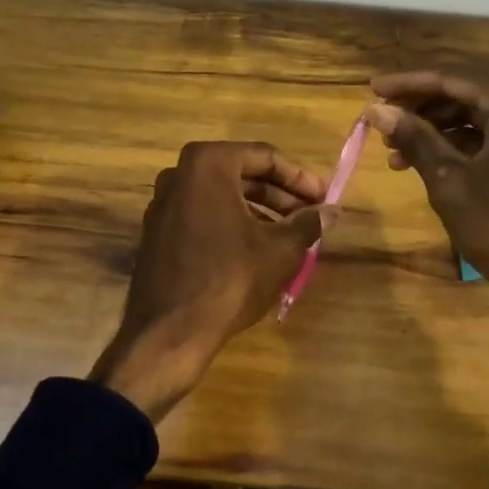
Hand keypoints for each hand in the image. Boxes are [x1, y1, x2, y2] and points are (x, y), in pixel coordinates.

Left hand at [91, 141, 334, 419]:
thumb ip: (308, 223)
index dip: (300, 178)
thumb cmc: (231, 278)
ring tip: (290, 237)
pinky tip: (256, 250)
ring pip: (222, 197)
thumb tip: (331, 211)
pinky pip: (203, 217)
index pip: (265, 157)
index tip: (324, 198)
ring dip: (259, 212)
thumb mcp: (281, 249)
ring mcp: (163, 205)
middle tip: (310, 216)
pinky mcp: (157, 233)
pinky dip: (233, 225)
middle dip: (280, 195)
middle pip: (241, 175)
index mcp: (208, 164)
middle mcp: (179, 175)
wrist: (170, 331)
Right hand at [366, 70, 488, 348]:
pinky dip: (462, 141)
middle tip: (382, 120)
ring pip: (481, 111)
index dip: (409, 82)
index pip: (454, 76)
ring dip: (438, 126)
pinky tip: (427, 160)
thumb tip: (376, 110)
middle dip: (422, 105)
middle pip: (469, 89)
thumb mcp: (450, 182)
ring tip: (395, 150)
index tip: (372, 89)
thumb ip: (414, 139)